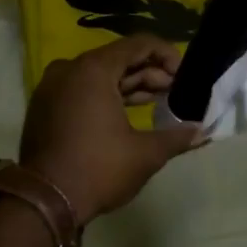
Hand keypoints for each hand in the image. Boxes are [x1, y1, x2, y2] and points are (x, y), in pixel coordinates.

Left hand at [19, 34, 203, 223]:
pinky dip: (105, 95)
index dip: (167, 55)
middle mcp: (70, 68)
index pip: (138, 44)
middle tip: (174, 93)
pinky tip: (125, 113)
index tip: (184, 76)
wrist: (43, 203)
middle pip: (118, 58)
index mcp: (93, 69)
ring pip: (99, 74)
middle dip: (150, 73)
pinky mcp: (45, 105)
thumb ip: (176, 137)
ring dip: (129, 85)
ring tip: (157, 102)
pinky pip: (81, 88)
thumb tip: (202, 131)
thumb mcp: (144, 154)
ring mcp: (53, 86)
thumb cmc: (98, 170)